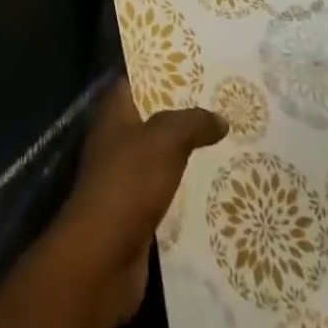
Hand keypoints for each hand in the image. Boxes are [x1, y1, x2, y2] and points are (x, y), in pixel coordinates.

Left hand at [48, 79, 226, 327]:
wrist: (102, 259)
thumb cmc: (128, 183)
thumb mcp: (164, 141)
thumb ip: (192, 123)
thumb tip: (220, 118)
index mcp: (114, 114)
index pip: (137, 80)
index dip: (162, 72)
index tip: (196, 67)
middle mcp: (116, 141)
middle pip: (152, 118)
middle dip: (182, 113)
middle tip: (222, 104)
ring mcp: (124, 178)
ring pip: (160, 156)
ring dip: (186, 153)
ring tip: (225, 142)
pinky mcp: (135, 213)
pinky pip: (164, 191)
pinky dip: (184, 188)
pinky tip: (213, 186)